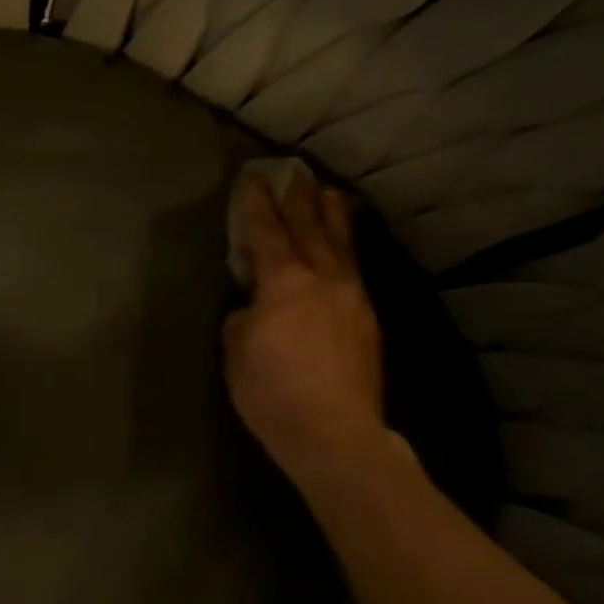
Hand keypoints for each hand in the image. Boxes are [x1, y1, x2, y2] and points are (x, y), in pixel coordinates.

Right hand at [224, 169, 392, 489]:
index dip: (256, 203)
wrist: (334, 432)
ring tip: (330, 193)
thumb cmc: (270, 389)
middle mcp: (323, 279)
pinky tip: (344, 246)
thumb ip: (244, 312)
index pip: (266, 231)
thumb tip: (255, 304)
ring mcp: (352, 298)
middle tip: (293, 171)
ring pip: (342, 244)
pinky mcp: (368, 320)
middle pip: (310, 227)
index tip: (252, 178)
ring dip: (332, 215)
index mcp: (284, 282)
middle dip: (298, 198)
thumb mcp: (235, 346)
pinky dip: (347, 247)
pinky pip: (355, 269)